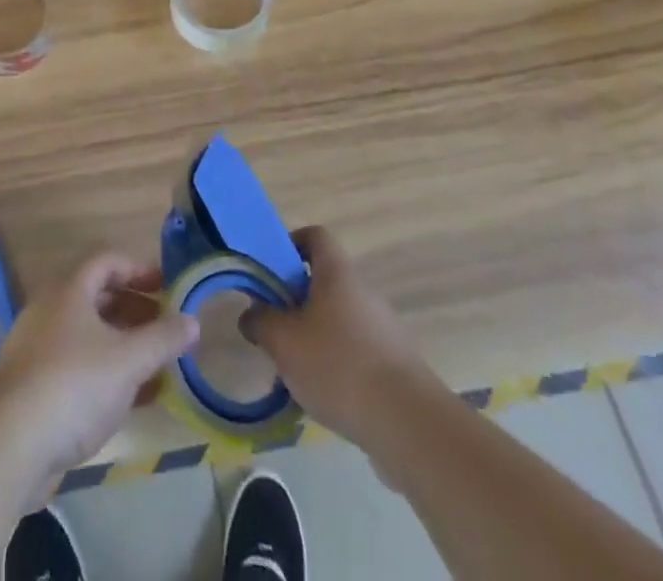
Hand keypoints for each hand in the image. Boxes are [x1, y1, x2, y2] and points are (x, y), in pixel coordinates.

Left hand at [0, 252, 198, 483]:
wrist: (9, 444)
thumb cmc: (74, 385)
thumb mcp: (128, 360)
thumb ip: (163, 339)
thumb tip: (193, 320)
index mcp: (70, 290)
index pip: (107, 261)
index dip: (139, 269)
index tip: (167, 286)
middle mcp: (50, 310)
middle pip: (98, 298)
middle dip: (135, 310)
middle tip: (166, 328)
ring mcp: (38, 349)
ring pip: (88, 336)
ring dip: (123, 346)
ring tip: (156, 367)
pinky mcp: (33, 387)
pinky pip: (77, 368)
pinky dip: (106, 374)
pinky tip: (131, 401)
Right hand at [241, 226, 427, 446]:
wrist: (410, 425)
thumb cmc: (338, 366)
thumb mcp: (283, 341)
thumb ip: (260, 321)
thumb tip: (252, 315)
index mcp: (337, 274)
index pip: (316, 236)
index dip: (291, 244)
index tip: (271, 269)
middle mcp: (363, 293)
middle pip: (324, 282)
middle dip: (296, 302)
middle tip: (274, 328)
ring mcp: (384, 330)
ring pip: (339, 321)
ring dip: (315, 337)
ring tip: (294, 371)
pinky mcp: (396, 366)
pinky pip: (357, 353)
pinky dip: (337, 366)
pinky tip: (324, 398)